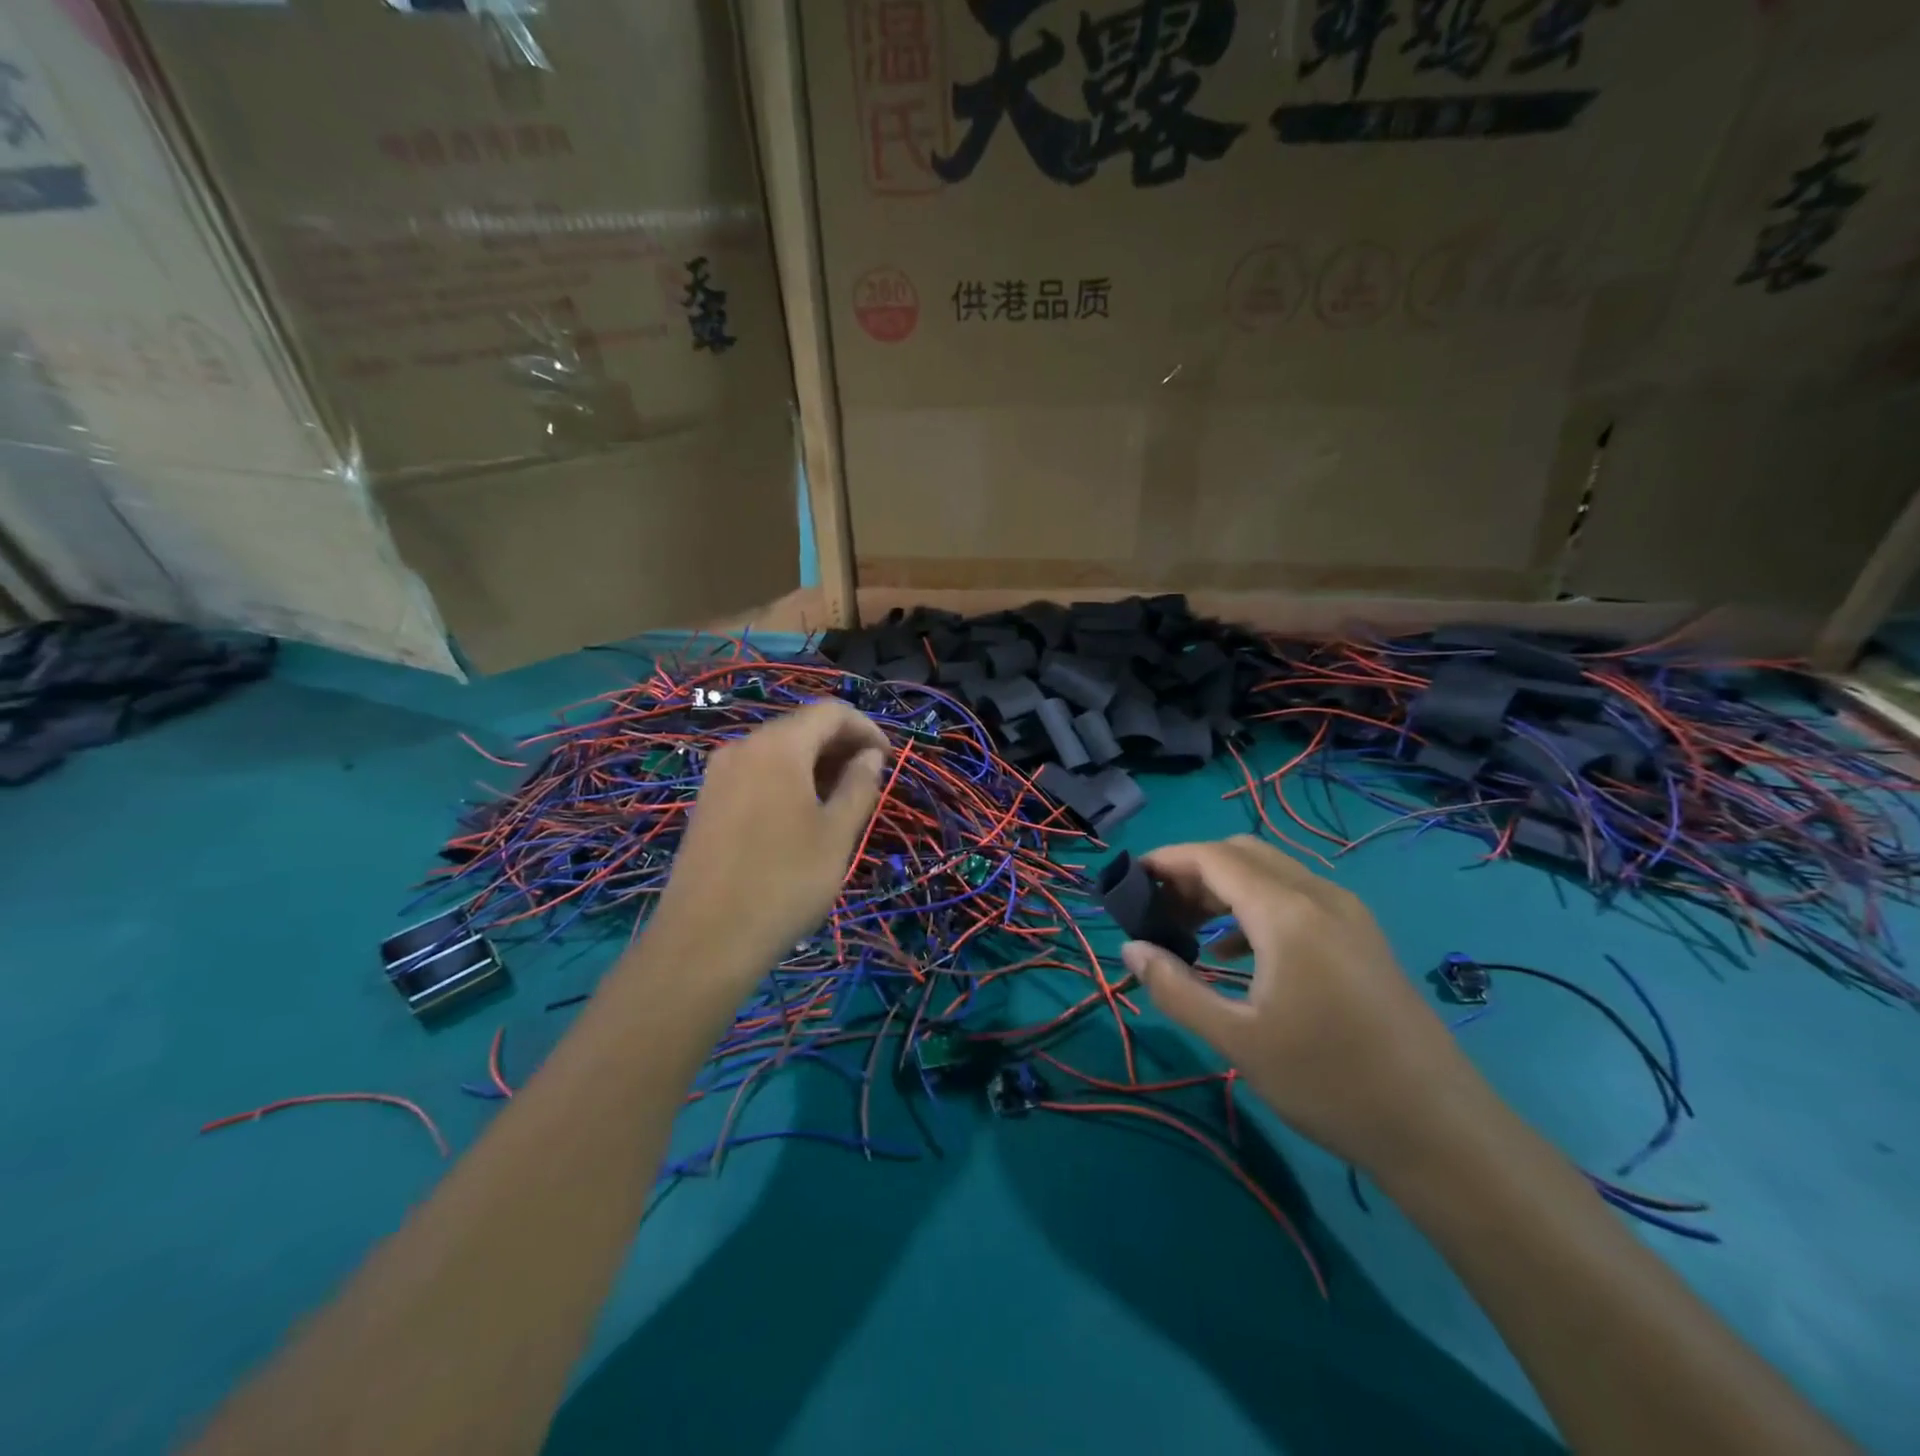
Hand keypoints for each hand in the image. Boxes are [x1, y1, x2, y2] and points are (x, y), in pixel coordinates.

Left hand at [646, 701, 887, 995]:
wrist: (705, 941)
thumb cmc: (784, 883)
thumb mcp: (836, 835)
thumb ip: (859, 786)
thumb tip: (869, 756)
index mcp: (777, 747)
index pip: (830, 712)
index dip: (866, 728)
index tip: (888, 760)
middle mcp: (742, 748)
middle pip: (800, 727)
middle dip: (840, 746)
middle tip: (870, 781)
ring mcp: (718, 775)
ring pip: (777, 752)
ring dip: (815, 765)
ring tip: (841, 801)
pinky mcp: (707, 803)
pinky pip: (756, 774)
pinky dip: (787, 781)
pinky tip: (801, 817)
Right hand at [1120, 835, 1487, 1175]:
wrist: (1442, 1132)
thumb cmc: (1329, 1082)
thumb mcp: (1237, 1040)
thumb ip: (1175, 989)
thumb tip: (1130, 949)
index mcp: (1288, 913)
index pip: (1213, 858)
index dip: (1166, 860)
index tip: (1129, 882)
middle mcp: (1320, 897)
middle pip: (1242, 854)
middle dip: (1193, 871)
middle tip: (1158, 910)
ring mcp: (1348, 914)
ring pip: (1271, 874)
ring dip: (1224, 888)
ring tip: (1187, 930)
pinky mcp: (1362, 937)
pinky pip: (1296, 898)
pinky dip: (1255, 907)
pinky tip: (1235, 954)